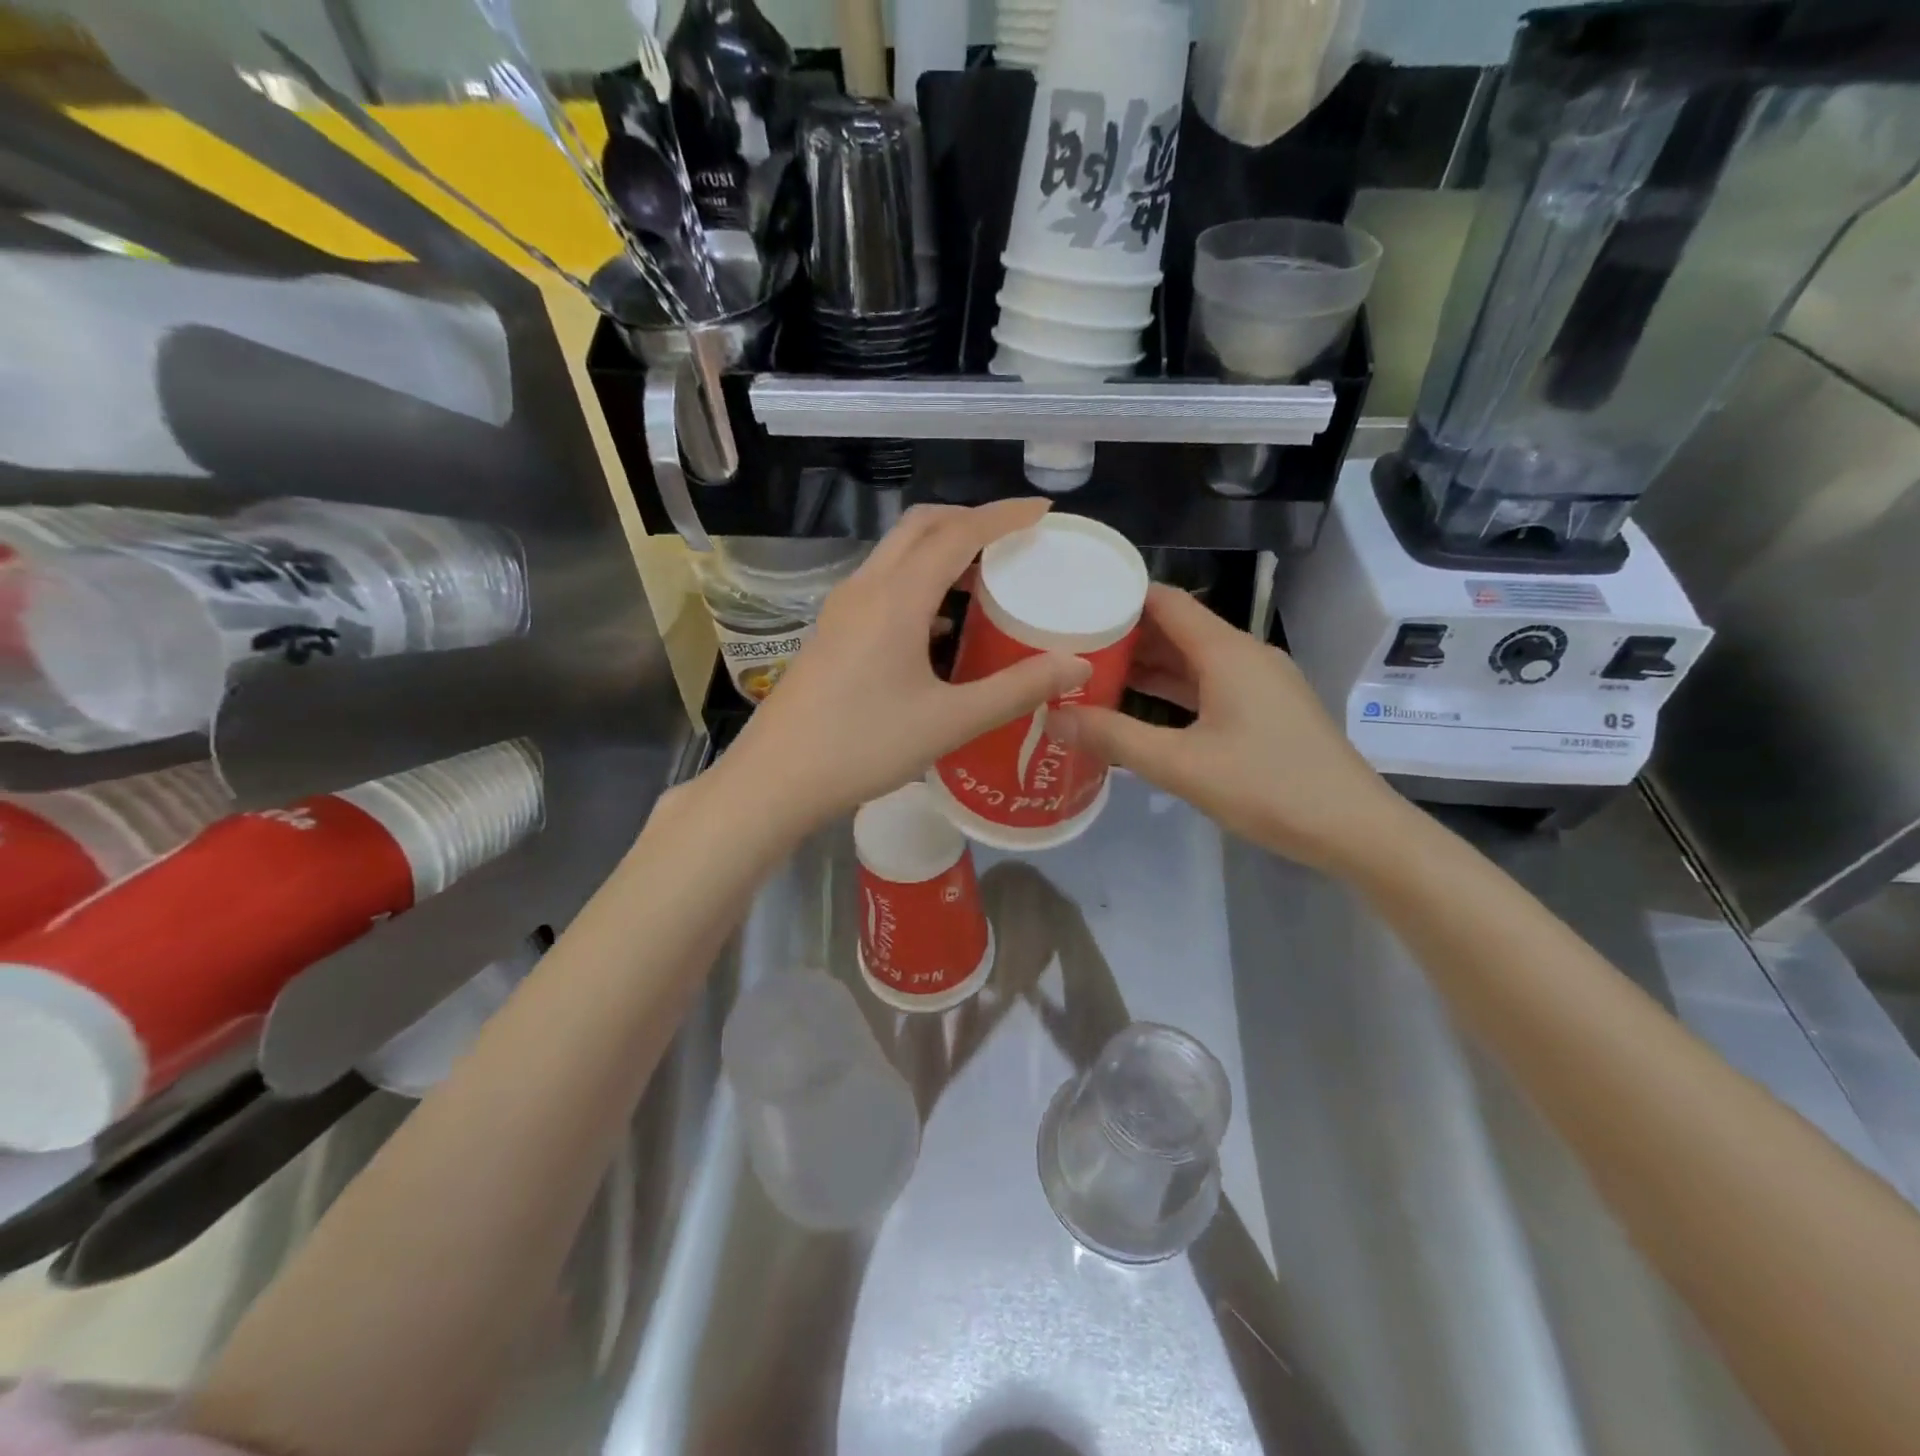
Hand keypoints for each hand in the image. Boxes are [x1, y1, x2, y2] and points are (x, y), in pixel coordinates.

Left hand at [718, 501, 1091, 838]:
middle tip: (1013, 539)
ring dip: (940, 549)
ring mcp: (842, 608)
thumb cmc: (864, 746)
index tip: (1042, 511)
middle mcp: (866, 588)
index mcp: (897, 598)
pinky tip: (939, 623)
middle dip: (970, 520)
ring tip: (984, 575)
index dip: (1003, 516)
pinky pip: (881, 583)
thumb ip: (1015, 690)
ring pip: (896, 553)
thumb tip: (1075, 664)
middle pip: (921, 527)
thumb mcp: (949, 722)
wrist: (776, 778)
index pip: (958, 534)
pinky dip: (918, 580)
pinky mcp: (831, 631)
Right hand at [1052, 584, 1409, 872]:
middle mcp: (1244, 655)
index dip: (1120, 596)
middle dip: (1125, 635)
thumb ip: (1114, 738)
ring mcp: (1260, 683)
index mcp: (1226, 652)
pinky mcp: (1266, 710)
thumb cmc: (1268, 787)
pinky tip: (1139, 707)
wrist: (1355, 829)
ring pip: (1193, 660)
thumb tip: (1053, 717)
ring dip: (1147, 665)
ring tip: (1092, 674)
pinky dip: (1173, 689)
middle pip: (1177, 628)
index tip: (1074, 604)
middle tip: (1069, 646)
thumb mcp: (1180, 765)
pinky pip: (1209, 685)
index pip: (1166, 601)